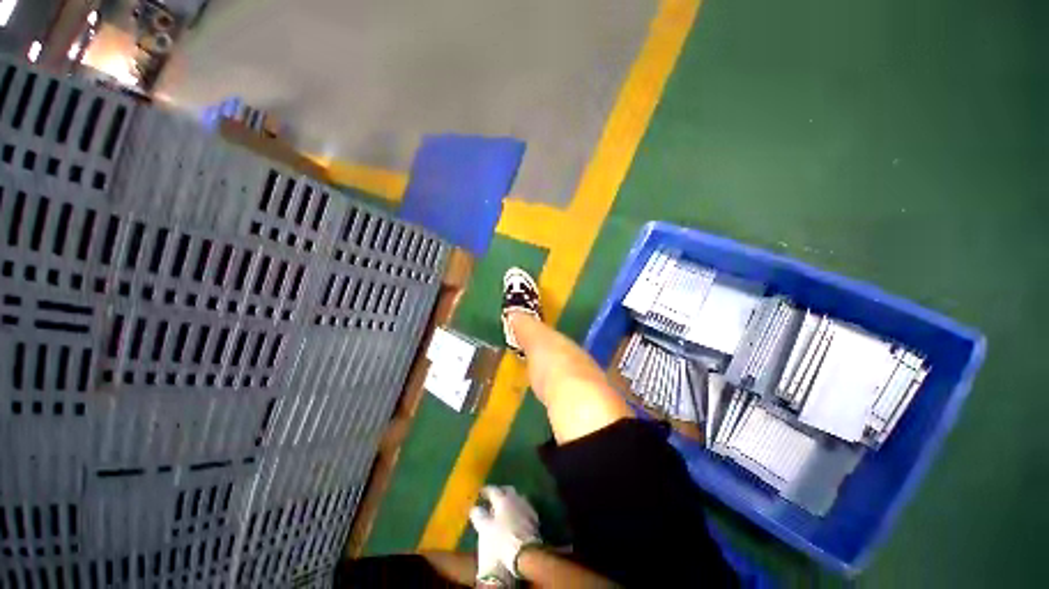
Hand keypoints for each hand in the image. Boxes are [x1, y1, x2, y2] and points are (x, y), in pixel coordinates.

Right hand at [470, 486, 541, 580]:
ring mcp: (526, 506)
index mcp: (503, 499)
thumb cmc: (503, 539)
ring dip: (510, 500)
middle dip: (500, 491)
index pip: (493, 489)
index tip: (481, 492)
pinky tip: (515, 515)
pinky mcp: (534, 517)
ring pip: (517, 497)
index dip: (486, 490)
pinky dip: (517, 508)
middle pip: (507, 490)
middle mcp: (515, 498)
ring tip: (504, 506)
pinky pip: (523, 507)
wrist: (526, 552)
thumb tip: (475, 508)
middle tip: (493, 497)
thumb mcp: (486, 529)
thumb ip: (479, 517)